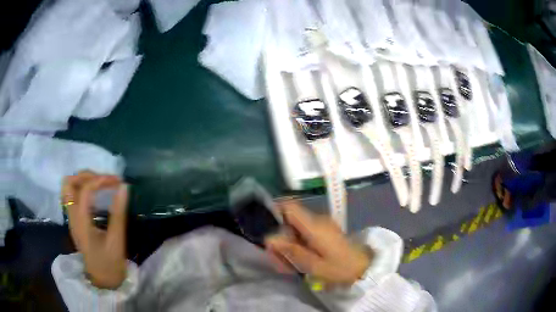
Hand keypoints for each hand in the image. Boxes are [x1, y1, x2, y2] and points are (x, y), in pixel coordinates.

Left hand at [62, 171, 128, 288]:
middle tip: (105, 181)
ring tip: (98, 184)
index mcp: (81, 224)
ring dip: (82, 180)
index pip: (85, 191)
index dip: (100, 180)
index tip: (117, 181)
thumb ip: (118, 213)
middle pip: (69, 183)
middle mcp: (72, 217)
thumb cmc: (110, 264)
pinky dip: (80, 187)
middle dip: (87, 176)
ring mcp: (70, 218)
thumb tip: (124, 187)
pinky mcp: (73, 220)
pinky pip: (71, 195)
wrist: (102, 280)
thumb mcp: (117, 241)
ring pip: (67, 187)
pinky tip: (93, 193)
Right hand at [265, 201, 370, 285]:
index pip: (289, 205)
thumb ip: (291, 251)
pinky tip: (298, 262)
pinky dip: (297, 245)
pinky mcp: (325, 231)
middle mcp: (317, 220)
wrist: (363, 268)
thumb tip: (269, 238)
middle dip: (278, 238)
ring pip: (295, 229)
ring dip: (288, 245)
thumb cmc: (340, 268)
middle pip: (289, 221)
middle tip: (277, 260)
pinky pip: (304, 234)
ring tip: (288, 266)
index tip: (264, 226)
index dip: (274, 210)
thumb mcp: (314, 265)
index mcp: (314, 226)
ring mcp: (322, 225)